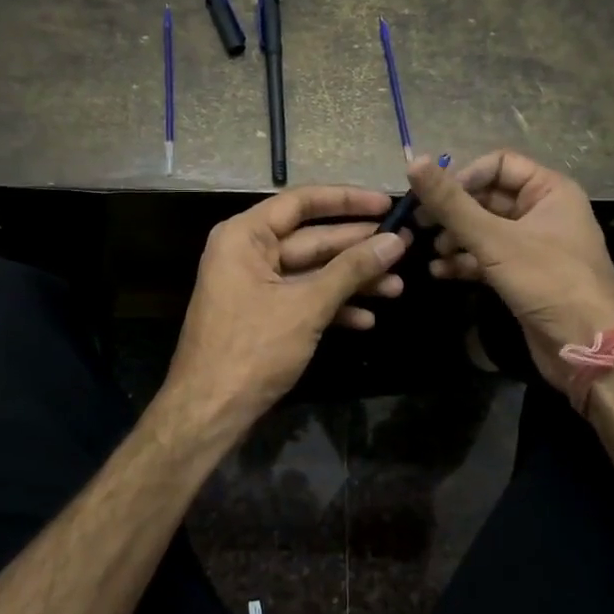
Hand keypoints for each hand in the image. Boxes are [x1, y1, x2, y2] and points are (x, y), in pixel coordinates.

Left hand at [166, 186, 409, 433]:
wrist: (210, 412)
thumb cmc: (253, 349)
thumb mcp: (307, 306)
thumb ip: (352, 270)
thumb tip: (396, 241)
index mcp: (244, 236)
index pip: (301, 202)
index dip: (346, 201)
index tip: (386, 204)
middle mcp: (247, 253)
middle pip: (311, 238)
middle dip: (357, 247)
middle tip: (404, 245)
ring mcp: (254, 285)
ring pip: (312, 272)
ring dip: (352, 281)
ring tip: (397, 286)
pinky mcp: (263, 315)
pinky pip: (303, 299)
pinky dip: (333, 306)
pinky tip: (367, 319)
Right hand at [409, 150, 613, 394]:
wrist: (586, 347)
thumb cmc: (547, 281)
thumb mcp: (494, 240)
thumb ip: (451, 203)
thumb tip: (413, 162)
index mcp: (549, 190)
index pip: (498, 164)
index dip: (464, 177)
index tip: (435, 200)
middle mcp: (543, 211)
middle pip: (488, 197)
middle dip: (454, 212)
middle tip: (419, 225)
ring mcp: (534, 245)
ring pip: (485, 229)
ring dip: (455, 238)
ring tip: (433, 252)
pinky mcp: (524, 275)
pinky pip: (488, 257)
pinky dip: (465, 262)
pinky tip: (440, 272)